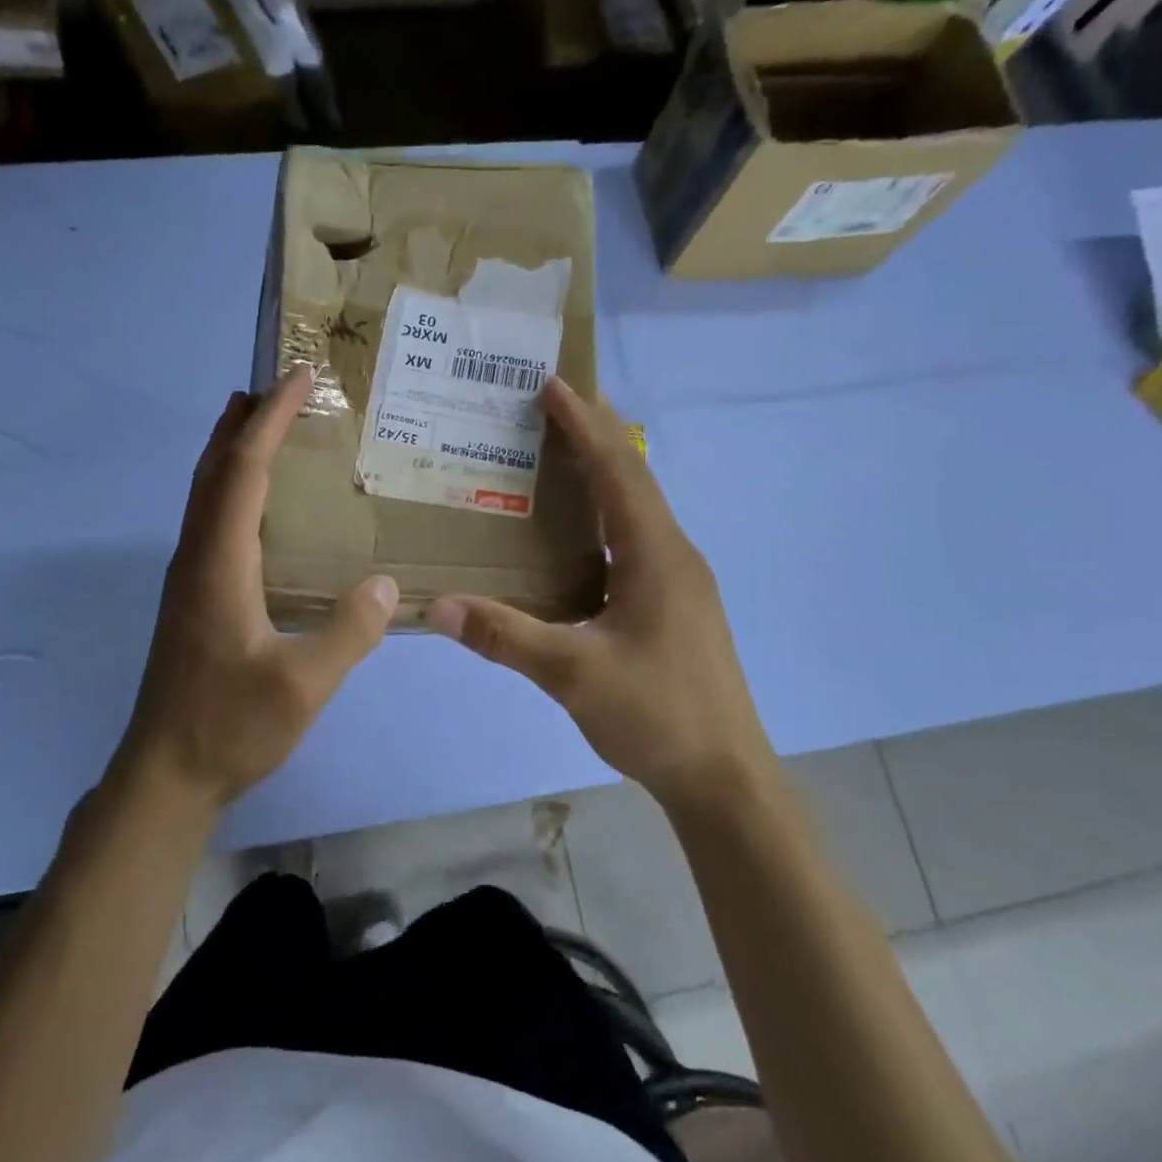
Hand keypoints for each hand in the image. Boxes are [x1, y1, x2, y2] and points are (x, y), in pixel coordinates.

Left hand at [121, 364, 399, 808]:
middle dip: (244, 422)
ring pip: (205, 494)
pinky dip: (231, 488)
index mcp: (219, 564)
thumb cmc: (230, 727)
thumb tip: (387, 584)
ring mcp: (188, 578)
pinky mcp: (192, 598)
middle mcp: (196, 558)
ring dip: (232, 451)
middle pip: (214, 470)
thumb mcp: (302, 686)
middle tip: (278, 388)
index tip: (296, 379)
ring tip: (265, 426)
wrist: (165, 774)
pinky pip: (210, 520)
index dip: (269, 421)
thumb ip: (348, 632)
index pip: (243, 472)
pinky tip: (257, 505)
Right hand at [424, 378, 769, 807]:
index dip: (584, 425)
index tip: (552, 384)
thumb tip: (438, 606)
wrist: (724, 777)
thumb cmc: (657, 715)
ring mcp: (679, 580)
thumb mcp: (573, 675)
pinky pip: (636, 537)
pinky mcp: (675, 604)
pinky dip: (605, 514)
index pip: (617, 471)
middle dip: (595, 434)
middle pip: (633, 477)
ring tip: (557, 453)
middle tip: (550, 404)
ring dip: (602, 472)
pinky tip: (576, 534)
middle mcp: (673, 555)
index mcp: (656, 555)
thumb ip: (505, 636)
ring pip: (638, 508)